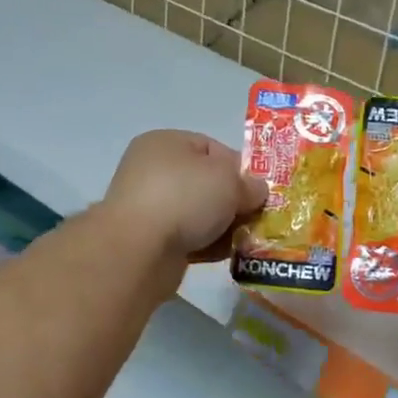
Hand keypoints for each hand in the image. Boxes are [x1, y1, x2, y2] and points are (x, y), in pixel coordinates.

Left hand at [102, 130, 267, 267]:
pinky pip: (189, 238)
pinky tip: (228, 254)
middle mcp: (153, 171)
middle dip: (234, 200)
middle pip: (206, 183)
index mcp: (166, 143)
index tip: (259, 189)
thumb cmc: (184, 197)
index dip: (239, 167)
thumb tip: (256, 191)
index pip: (211, 148)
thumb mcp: (229, 181)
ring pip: (199, 213)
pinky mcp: (150, 241)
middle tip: (257, 216)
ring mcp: (149, 207)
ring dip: (224, 226)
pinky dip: (208, 244)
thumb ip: (249, 184)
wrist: (139, 249)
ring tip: (247, 239)